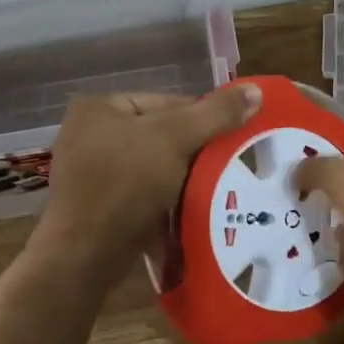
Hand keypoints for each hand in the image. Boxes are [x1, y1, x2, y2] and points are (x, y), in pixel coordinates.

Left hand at [37, 85, 260, 275]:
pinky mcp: (100, 206)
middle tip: (230, 164)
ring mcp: (93, 173)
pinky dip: (168, 199)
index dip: (205, 118)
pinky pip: (144, 193)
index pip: (167, 102)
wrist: (86, 255)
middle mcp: (90, 134)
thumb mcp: (176, 138)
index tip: (234, 138)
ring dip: (185, 177)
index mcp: (100, 107)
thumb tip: (257, 89)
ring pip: (155, 166)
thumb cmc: (126, 183)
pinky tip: (193, 208)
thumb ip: (216, 113)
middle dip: (196, 151)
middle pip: (161, 134)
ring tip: (217, 187)